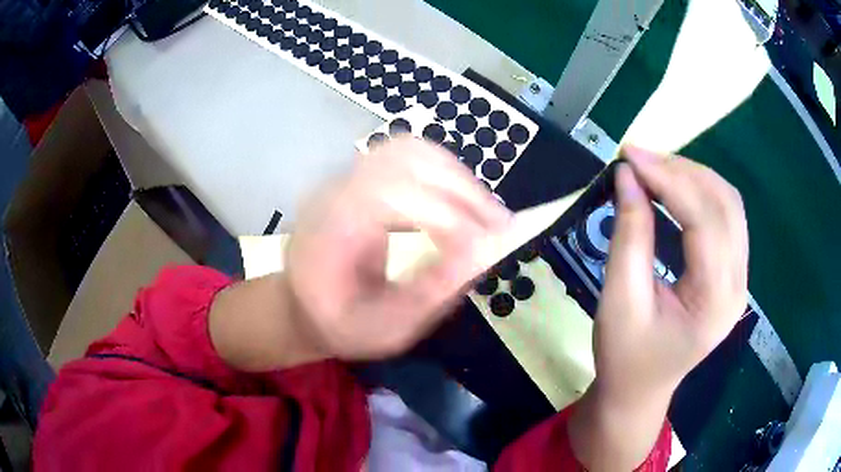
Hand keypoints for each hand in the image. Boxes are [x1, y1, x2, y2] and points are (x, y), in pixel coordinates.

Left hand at [285, 138, 510, 360]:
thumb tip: (481, 254)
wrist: (303, 303)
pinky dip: (445, 170)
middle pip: (405, 159)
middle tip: (500, 224)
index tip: (486, 245)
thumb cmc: (336, 323)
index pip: (391, 195)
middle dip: (462, 190)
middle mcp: (335, 190)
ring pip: (412, 148)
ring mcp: (347, 176)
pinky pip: (410, 154)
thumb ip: (429, 294)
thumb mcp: (381, 328)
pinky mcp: (361, 176)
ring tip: (485, 212)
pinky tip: (461, 199)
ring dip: (457, 175)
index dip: (446, 215)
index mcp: (329, 228)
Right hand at [569, 147, 747, 470]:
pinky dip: (699, 193)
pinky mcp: (731, 272)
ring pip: (729, 204)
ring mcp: (739, 277)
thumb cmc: (625, 357)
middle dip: (682, 171)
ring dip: (693, 177)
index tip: (629, 156)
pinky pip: (725, 216)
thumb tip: (627, 176)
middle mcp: (737, 284)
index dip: (669, 180)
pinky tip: (673, 188)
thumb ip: (629, 235)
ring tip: (653, 169)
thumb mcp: (619, 300)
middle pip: (725, 204)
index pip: (705, 221)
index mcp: (715, 301)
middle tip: (638, 159)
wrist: (639, 390)